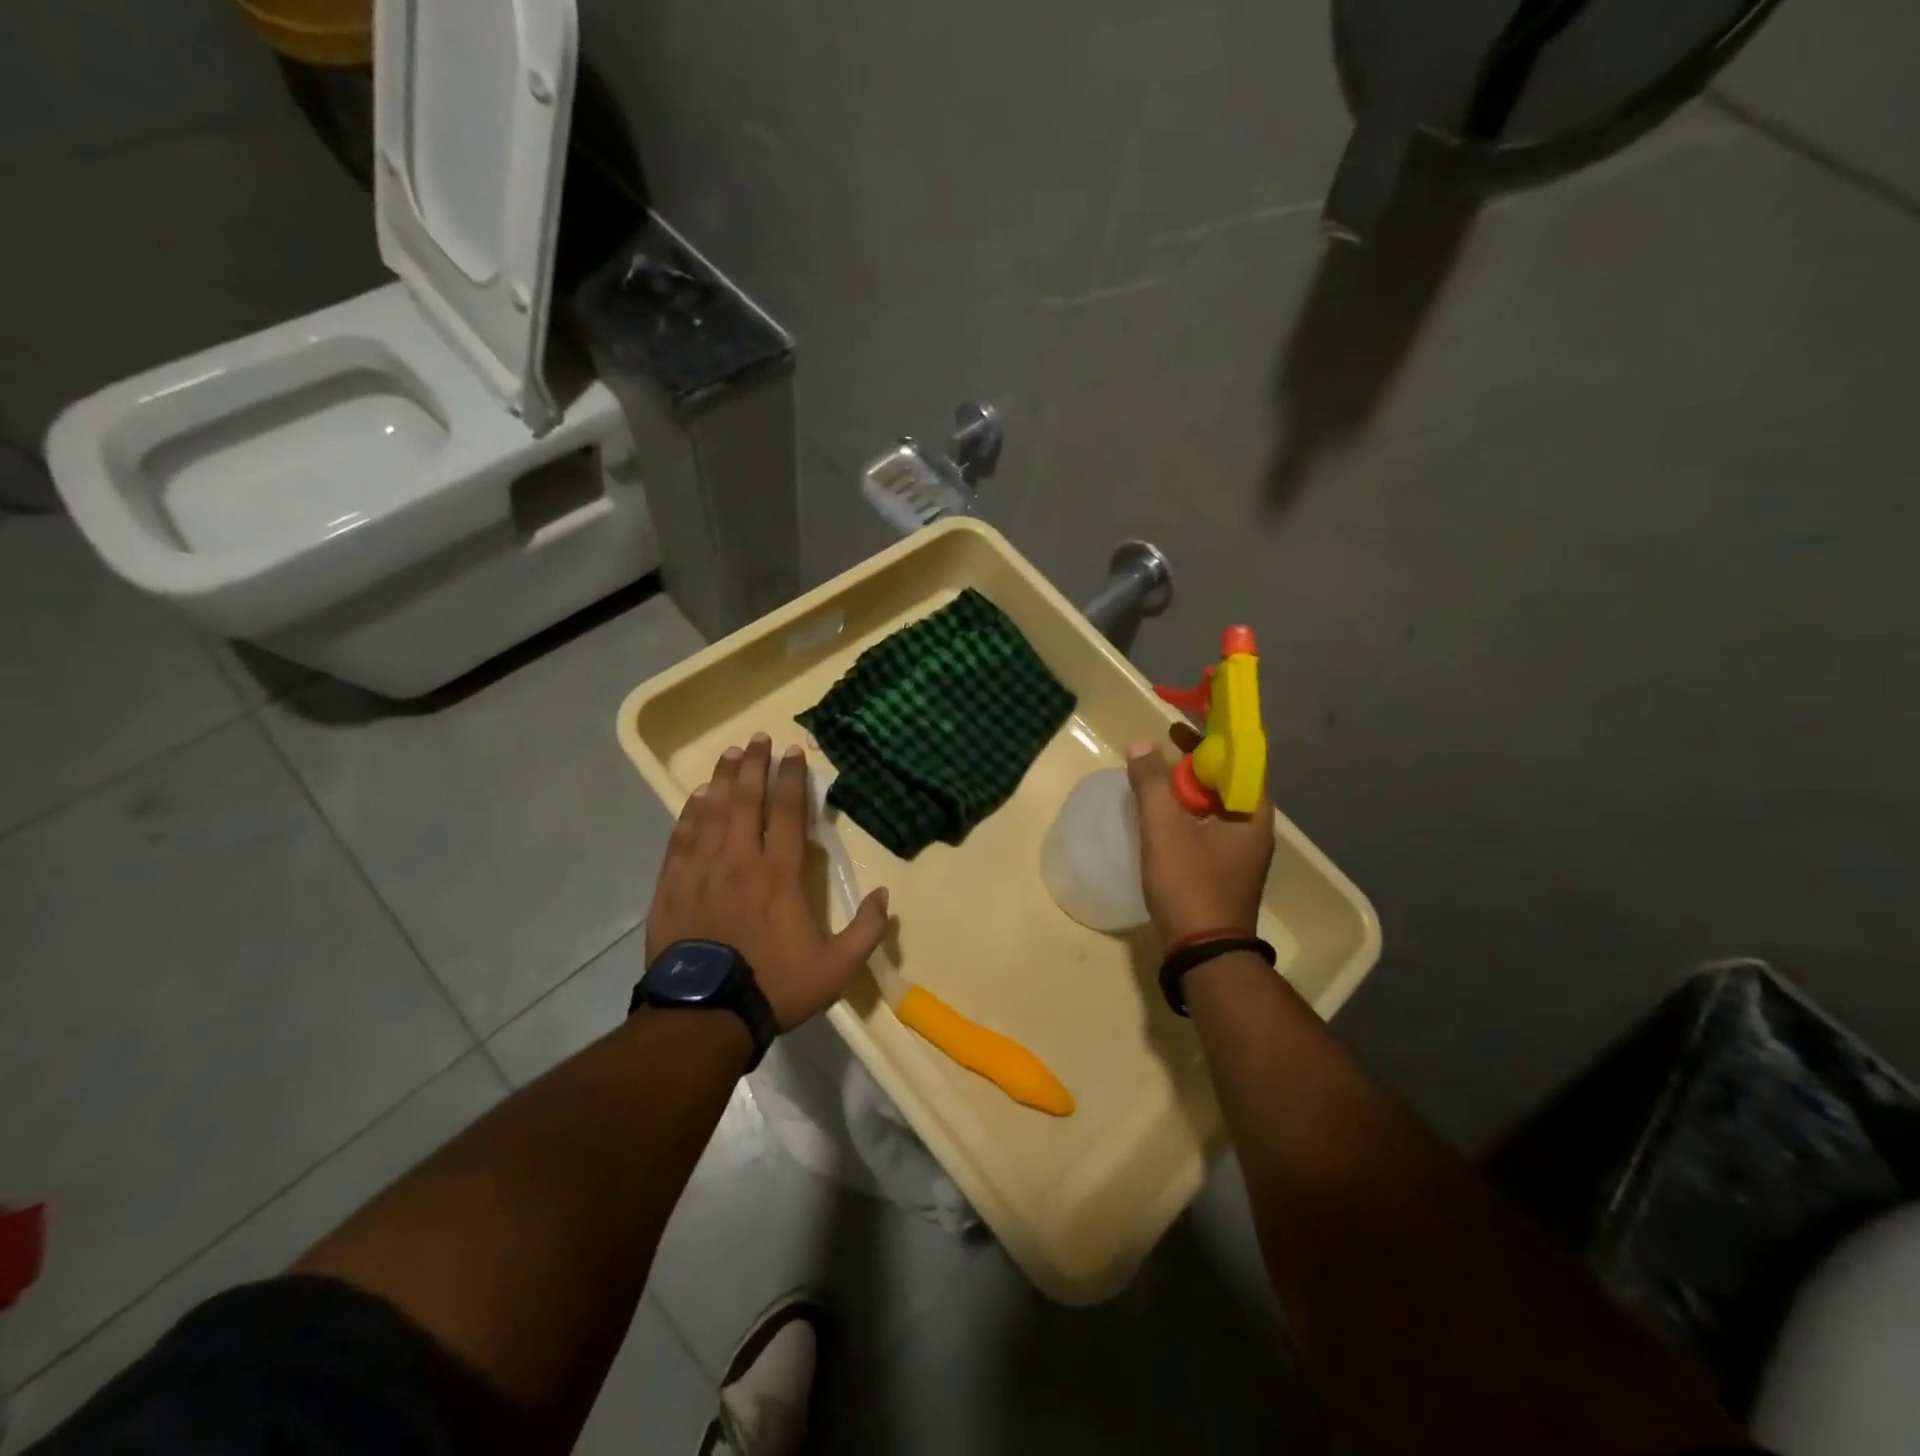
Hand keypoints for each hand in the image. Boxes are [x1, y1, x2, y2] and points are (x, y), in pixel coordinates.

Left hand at [647, 735, 889, 1030]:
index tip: (793, 753)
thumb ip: (866, 930)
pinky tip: (694, 797)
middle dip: (754, 765)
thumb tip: (884, 895)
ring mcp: (703, 870)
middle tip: (757, 738)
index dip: (792, 779)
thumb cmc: (774, 985)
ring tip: (728, 754)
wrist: (705, 1014)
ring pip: (712, 812)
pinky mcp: (673, 885)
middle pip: (747, 800)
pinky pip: (681, 838)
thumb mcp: (836, 968)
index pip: (789, 813)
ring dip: (722, 779)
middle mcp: (741, 860)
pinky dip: (689, 813)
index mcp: (780, 874)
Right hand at [1126, 738, 1273, 944]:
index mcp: (1252, 813)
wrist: (1203, 954)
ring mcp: (1243, 853)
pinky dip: (1190, 812)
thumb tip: (1141, 743)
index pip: (1240, 759)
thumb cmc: (1190, 885)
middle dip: (1197, 761)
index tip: (1180, 728)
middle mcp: (1255, 829)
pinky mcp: (1227, 870)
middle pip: (1228, 781)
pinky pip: (1210, 827)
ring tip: (1160, 776)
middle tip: (1165, 747)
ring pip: (1217, 806)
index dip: (1212, 738)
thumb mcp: (1164, 830)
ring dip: (1191, 787)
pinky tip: (1165, 816)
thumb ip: (1152, 784)